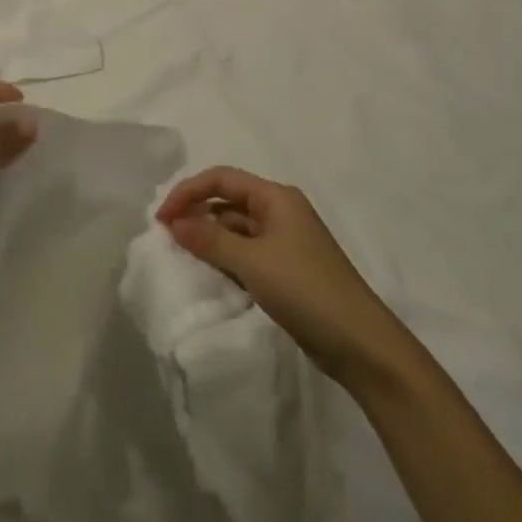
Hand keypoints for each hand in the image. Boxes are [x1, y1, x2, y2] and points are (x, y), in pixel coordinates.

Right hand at [157, 166, 393, 378]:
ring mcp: (285, 242)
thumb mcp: (251, 261)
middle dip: (196, 214)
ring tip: (183, 258)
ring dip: (209, 238)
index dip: (188, 192)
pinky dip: (225, 259)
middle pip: (228, 200)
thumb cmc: (305, 289)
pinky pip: (246, 253)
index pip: (221, 178)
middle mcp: (280, 212)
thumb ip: (209, 239)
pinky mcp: (286, 270)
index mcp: (276, 197)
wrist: (359, 343)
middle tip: (167, 238)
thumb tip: (174, 223)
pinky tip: (210, 276)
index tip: (162, 218)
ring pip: (236, 229)